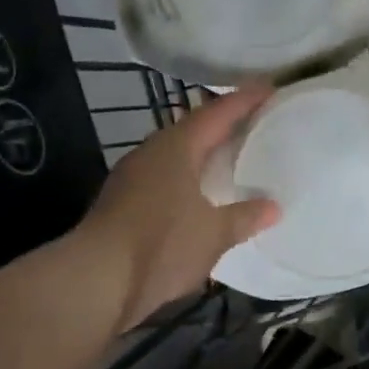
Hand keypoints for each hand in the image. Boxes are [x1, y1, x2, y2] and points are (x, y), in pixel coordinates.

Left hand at [78, 85, 281, 329]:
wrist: (96, 281)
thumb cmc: (161, 244)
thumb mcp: (213, 233)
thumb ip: (244, 217)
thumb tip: (273, 207)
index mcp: (176, 147)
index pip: (216, 113)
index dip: (245, 100)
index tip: (270, 87)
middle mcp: (151, 153)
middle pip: (193, 129)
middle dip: (223, 125)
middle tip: (255, 122)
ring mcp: (132, 178)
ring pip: (176, 155)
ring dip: (203, 154)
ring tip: (232, 157)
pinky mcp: (123, 204)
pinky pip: (165, 179)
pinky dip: (189, 179)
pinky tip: (202, 196)